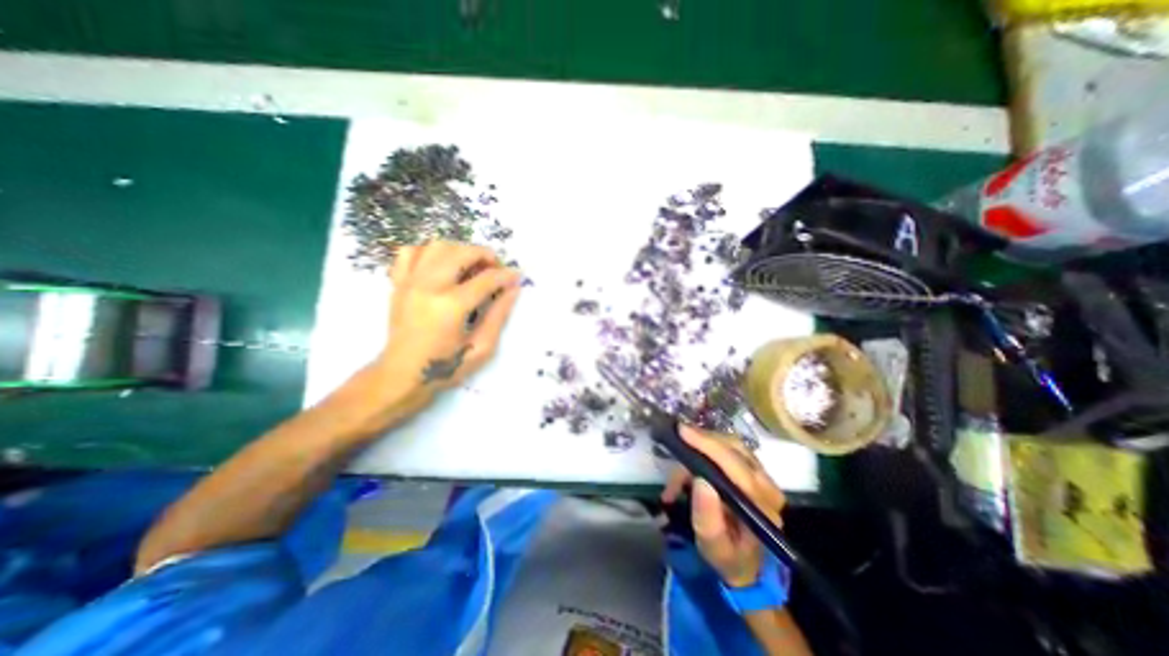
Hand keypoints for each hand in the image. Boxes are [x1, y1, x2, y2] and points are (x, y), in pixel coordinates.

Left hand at [368, 243, 519, 408]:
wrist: (402, 375)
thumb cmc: (445, 366)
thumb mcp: (481, 347)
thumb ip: (499, 315)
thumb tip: (513, 289)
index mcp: (451, 306)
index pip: (486, 279)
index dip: (506, 275)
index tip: (517, 277)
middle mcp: (429, 286)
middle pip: (461, 252)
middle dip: (485, 255)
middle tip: (496, 269)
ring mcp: (410, 282)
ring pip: (437, 246)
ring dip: (460, 250)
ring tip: (472, 265)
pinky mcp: (398, 284)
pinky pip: (410, 252)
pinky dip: (429, 252)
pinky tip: (442, 265)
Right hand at [662, 425, 790, 588]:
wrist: (747, 563)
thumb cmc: (728, 556)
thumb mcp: (713, 546)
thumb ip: (707, 517)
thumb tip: (700, 480)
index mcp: (761, 506)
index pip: (736, 466)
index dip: (708, 445)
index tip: (682, 432)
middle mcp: (767, 485)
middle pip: (734, 448)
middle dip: (702, 441)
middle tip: (677, 440)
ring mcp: (762, 475)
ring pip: (730, 444)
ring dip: (702, 445)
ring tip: (681, 459)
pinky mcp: (753, 469)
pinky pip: (729, 447)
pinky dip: (706, 448)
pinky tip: (690, 461)